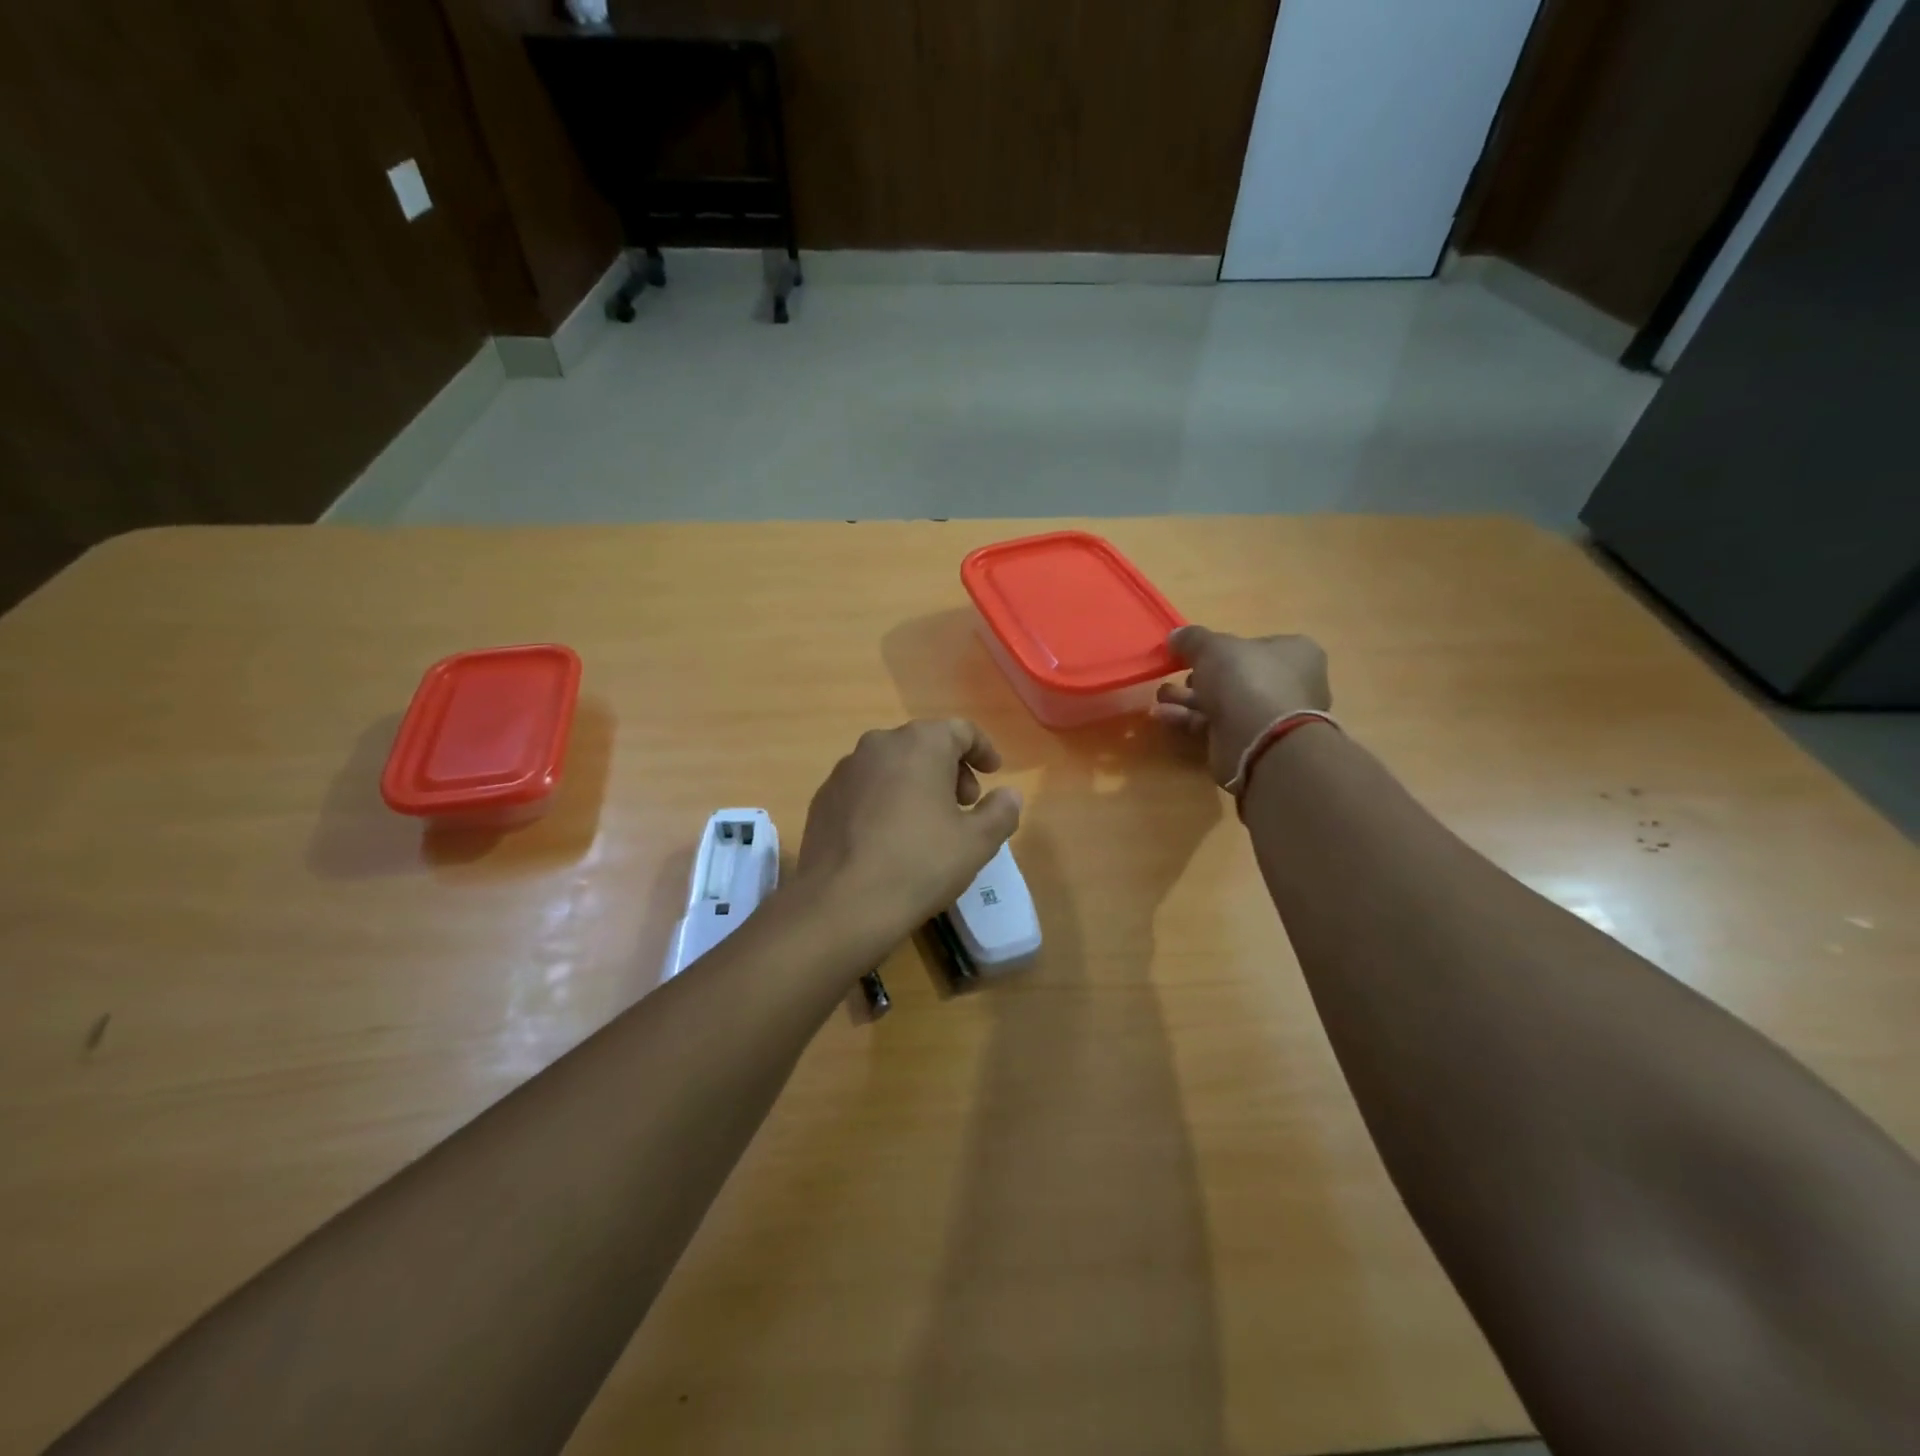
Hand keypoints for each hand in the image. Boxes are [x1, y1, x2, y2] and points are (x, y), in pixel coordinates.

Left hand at [797, 719, 1022, 941]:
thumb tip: (1009, 794)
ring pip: (892, 764)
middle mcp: (879, 744)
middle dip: (950, 769)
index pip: (961, 731)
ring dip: (916, 783)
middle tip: (964, 804)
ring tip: (927, 823)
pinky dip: (884, 799)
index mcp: (921, 744)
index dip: (983, 750)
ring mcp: (845, 769)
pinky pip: (865, 787)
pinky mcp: (824, 797)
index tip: (994, 774)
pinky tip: (889, 836)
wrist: (841, 903)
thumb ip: (1001, 811)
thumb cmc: (920, 864)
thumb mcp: (977, 842)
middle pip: (925, 744)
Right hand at [1152, 626, 1330, 786]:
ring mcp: (1268, 716)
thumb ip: (1192, 638)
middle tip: (1172, 675)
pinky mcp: (1248, 742)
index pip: (1254, 644)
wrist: (1260, 740)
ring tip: (1160, 697)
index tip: (1192, 652)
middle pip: (1234, 675)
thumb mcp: (1213, 646)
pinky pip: (1214, 725)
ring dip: (1186, 699)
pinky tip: (1162, 715)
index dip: (1221, 647)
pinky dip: (1188, 719)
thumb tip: (1176, 636)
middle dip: (1196, 677)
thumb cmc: (1247, 679)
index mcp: (1293, 653)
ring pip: (1221, 702)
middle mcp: (1287, 683)